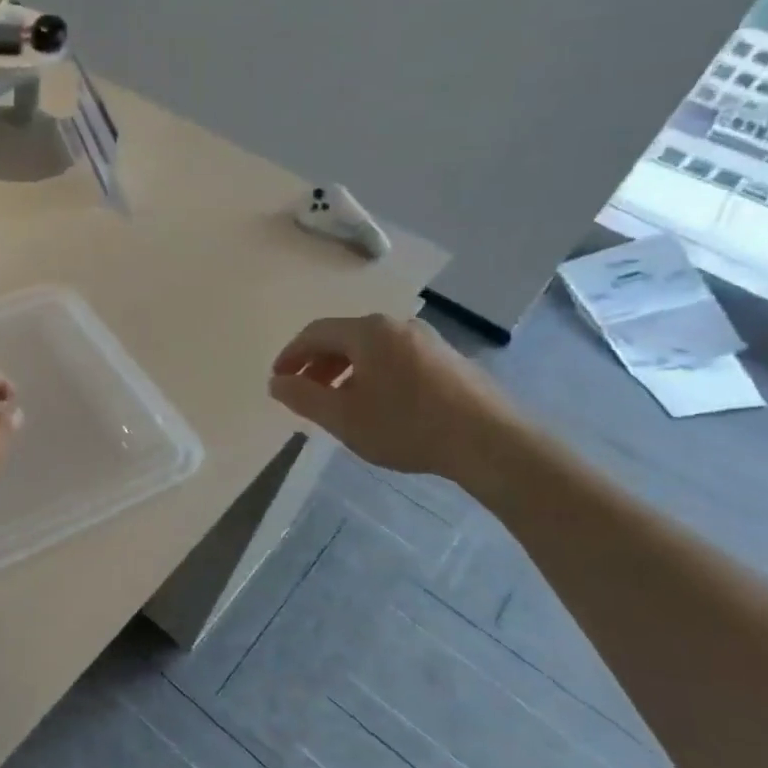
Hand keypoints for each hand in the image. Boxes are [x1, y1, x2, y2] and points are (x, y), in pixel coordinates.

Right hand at [268, 314, 521, 481]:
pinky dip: (374, 375)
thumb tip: (276, 382)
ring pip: (372, 349)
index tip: (278, 380)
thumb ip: (302, 397)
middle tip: (304, 392)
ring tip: (338, 402)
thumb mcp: (343, 417)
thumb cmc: (407, 426)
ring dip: (345, 371)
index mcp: (368, 332)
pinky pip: (396, 358)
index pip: (315, 333)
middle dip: (317, 364)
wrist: (491, 442)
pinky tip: (378, 405)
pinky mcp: (449, 360)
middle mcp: (397, 325)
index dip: (291, 355)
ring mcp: (428, 340)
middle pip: (344, 337)